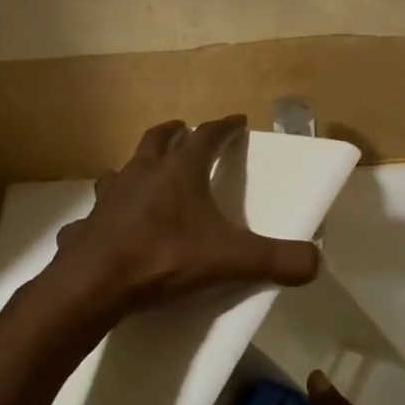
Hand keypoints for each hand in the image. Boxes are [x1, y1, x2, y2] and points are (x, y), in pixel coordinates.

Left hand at [46, 115, 321, 318]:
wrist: (95, 282)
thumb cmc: (164, 257)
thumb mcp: (229, 259)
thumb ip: (275, 259)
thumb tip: (316, 262)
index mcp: (178, 171)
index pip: (206, 136)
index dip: (224, 127)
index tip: (237, 121)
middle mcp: (141, 173)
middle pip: (157, 139)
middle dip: (175, 133)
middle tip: (185, 132)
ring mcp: (110, 195)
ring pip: (124, 168)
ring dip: (138, 166)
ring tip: (147, 175)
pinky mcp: (88, 222)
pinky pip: (99, 210)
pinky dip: (109, 210)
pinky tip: (111, 224)